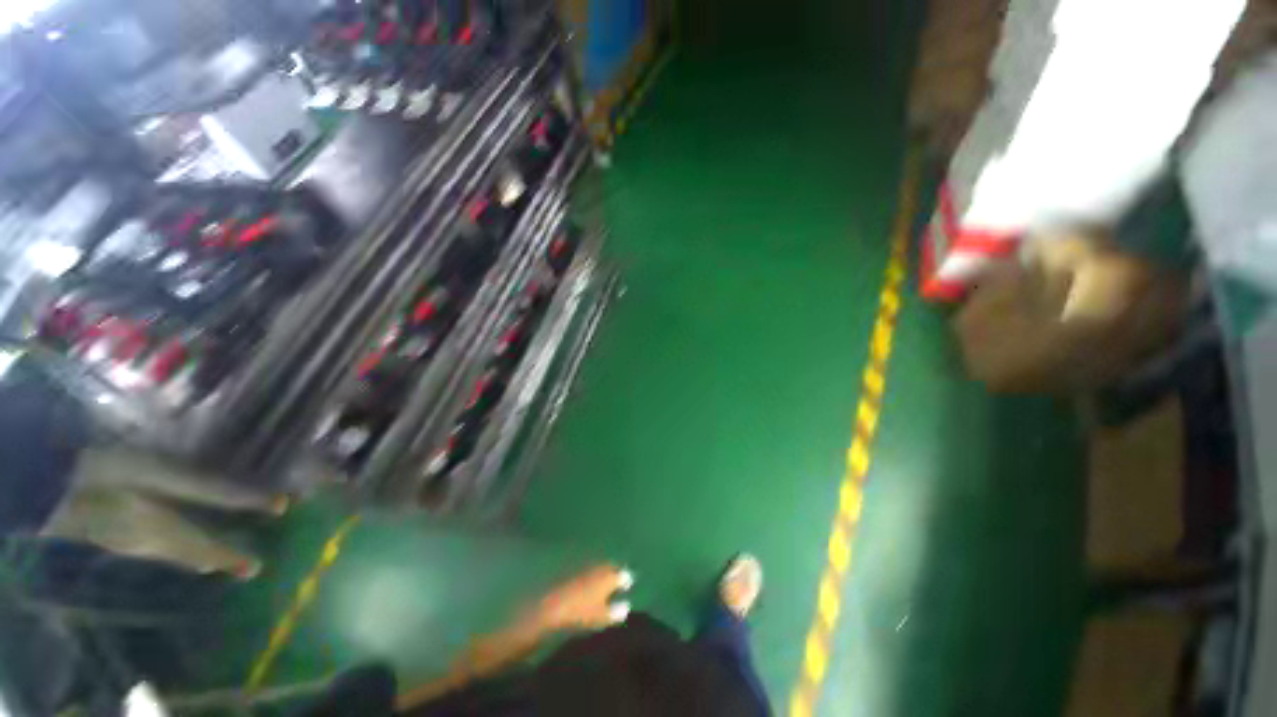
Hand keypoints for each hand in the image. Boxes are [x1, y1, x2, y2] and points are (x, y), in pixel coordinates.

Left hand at [532, 564, 632, 632]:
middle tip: (616, 583)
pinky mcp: (574, 568)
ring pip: (599, 567)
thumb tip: (626, 607)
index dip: (626, 581)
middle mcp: (600, 567)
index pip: (624, 575)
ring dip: (602, 573)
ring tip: (602, 584)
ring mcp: (586, 566)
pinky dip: (590, 574)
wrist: (553, 604)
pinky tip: (587, 584)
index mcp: (610, 577)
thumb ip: (616, 612)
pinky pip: (587, 569)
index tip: (627, 587)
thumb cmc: (581, 613)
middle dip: (614, 573)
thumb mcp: (602, 617)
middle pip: (611, 567)